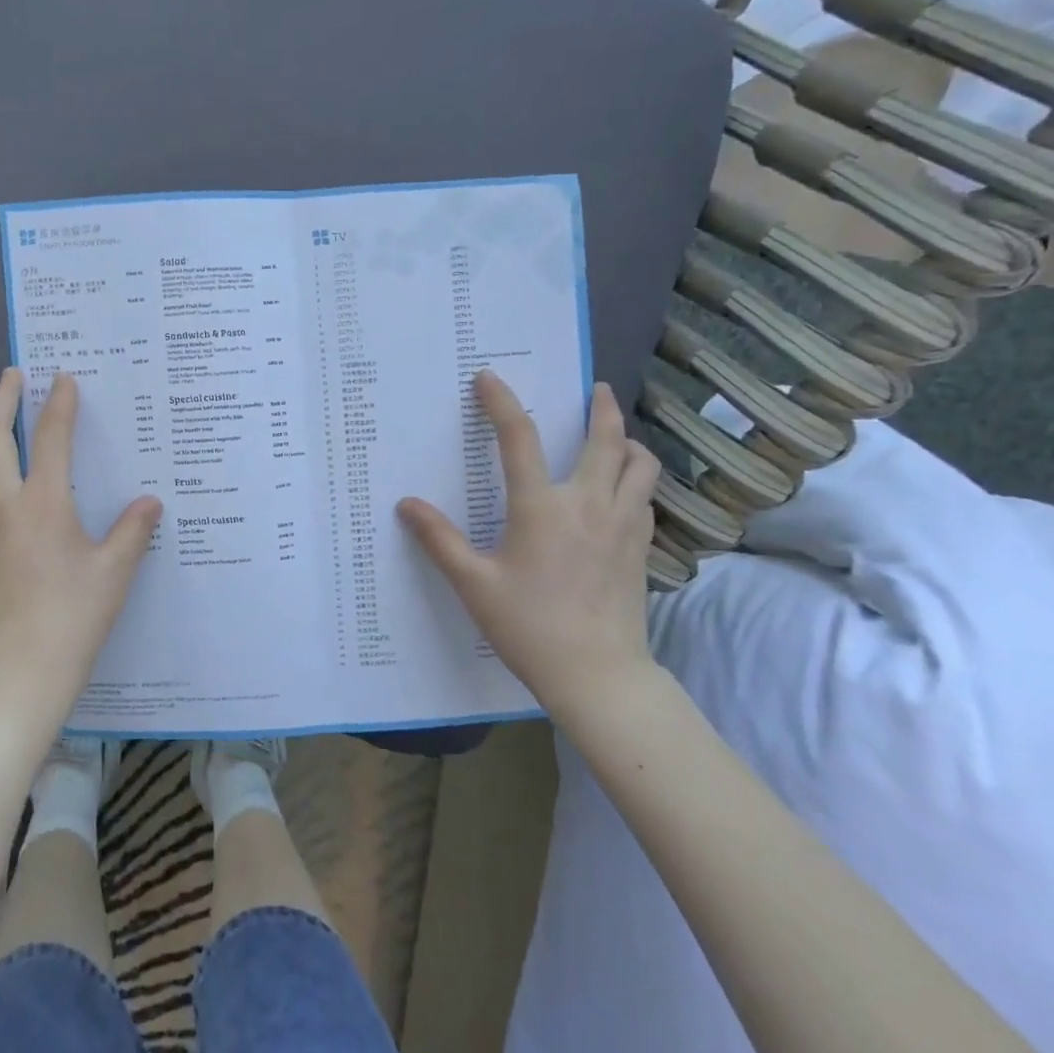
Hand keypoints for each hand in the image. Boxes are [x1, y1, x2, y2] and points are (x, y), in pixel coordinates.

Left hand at [0, 368, 162, 723]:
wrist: (19, 670)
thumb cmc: (73, 617)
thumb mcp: (114, 572)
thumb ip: (133, 530)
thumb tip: (151, 502)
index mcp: (43, 504)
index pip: (50, 438)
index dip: (59, 404)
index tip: (62, 378)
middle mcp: (0, 504)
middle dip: (0, 399)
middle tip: (12, 376)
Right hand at [398, 372, 659, 718]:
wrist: (597, 674)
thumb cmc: (529, 626)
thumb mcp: (473, 583)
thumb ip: (439, 540)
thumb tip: (406, 504)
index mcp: (542, 507)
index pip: (519, 438)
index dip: (501, 402)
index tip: (489, 378)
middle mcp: (589, 505)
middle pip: (606, 440)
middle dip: (600, 408)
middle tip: (593, 388)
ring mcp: (623, 525)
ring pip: (640, 465)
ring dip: (628, 442)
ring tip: (615, 436)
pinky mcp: (641, 548)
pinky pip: (646, 498)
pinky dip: (636, 481)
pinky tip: (622, 493)